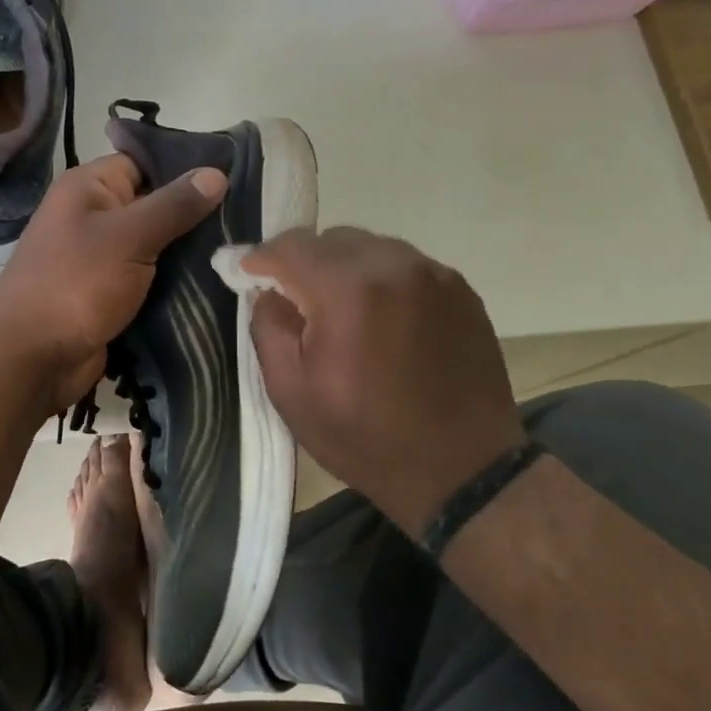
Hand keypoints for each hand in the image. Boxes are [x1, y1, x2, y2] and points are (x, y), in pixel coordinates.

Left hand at [0, 155, 226, 410]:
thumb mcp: (129, 237)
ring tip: (239, 252)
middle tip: (244, 221)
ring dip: (189, 253)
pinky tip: (215, 282)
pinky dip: (175, 282)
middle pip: (153, 205)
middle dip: (194, 215)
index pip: (144, 162)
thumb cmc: (76, 284)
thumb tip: (216, 173)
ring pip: (156, 245)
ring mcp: (101, 258)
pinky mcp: (110, 293)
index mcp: (89, 188)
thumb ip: (173, 205)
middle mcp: (93, 216)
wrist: (32, 359)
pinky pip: (150, 278)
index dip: (185, 168)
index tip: (234, 177)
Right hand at [244, 227, 524, 538]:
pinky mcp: (460, 289)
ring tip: (343, 313)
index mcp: (348, 290)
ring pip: (371, 248)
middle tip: (297, 301)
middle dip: (305, 263)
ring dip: (346, 270)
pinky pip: (405, 266)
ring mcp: (434, 274)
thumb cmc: (365, 437)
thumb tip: (268, 291)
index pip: (290, 246)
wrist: (463, 471)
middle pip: (332, 239)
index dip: (261, 257)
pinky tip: (383, 321)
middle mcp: (394, 265)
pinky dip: (382, 281)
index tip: (247, 274)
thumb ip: (269, 327)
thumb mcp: (291, 393)